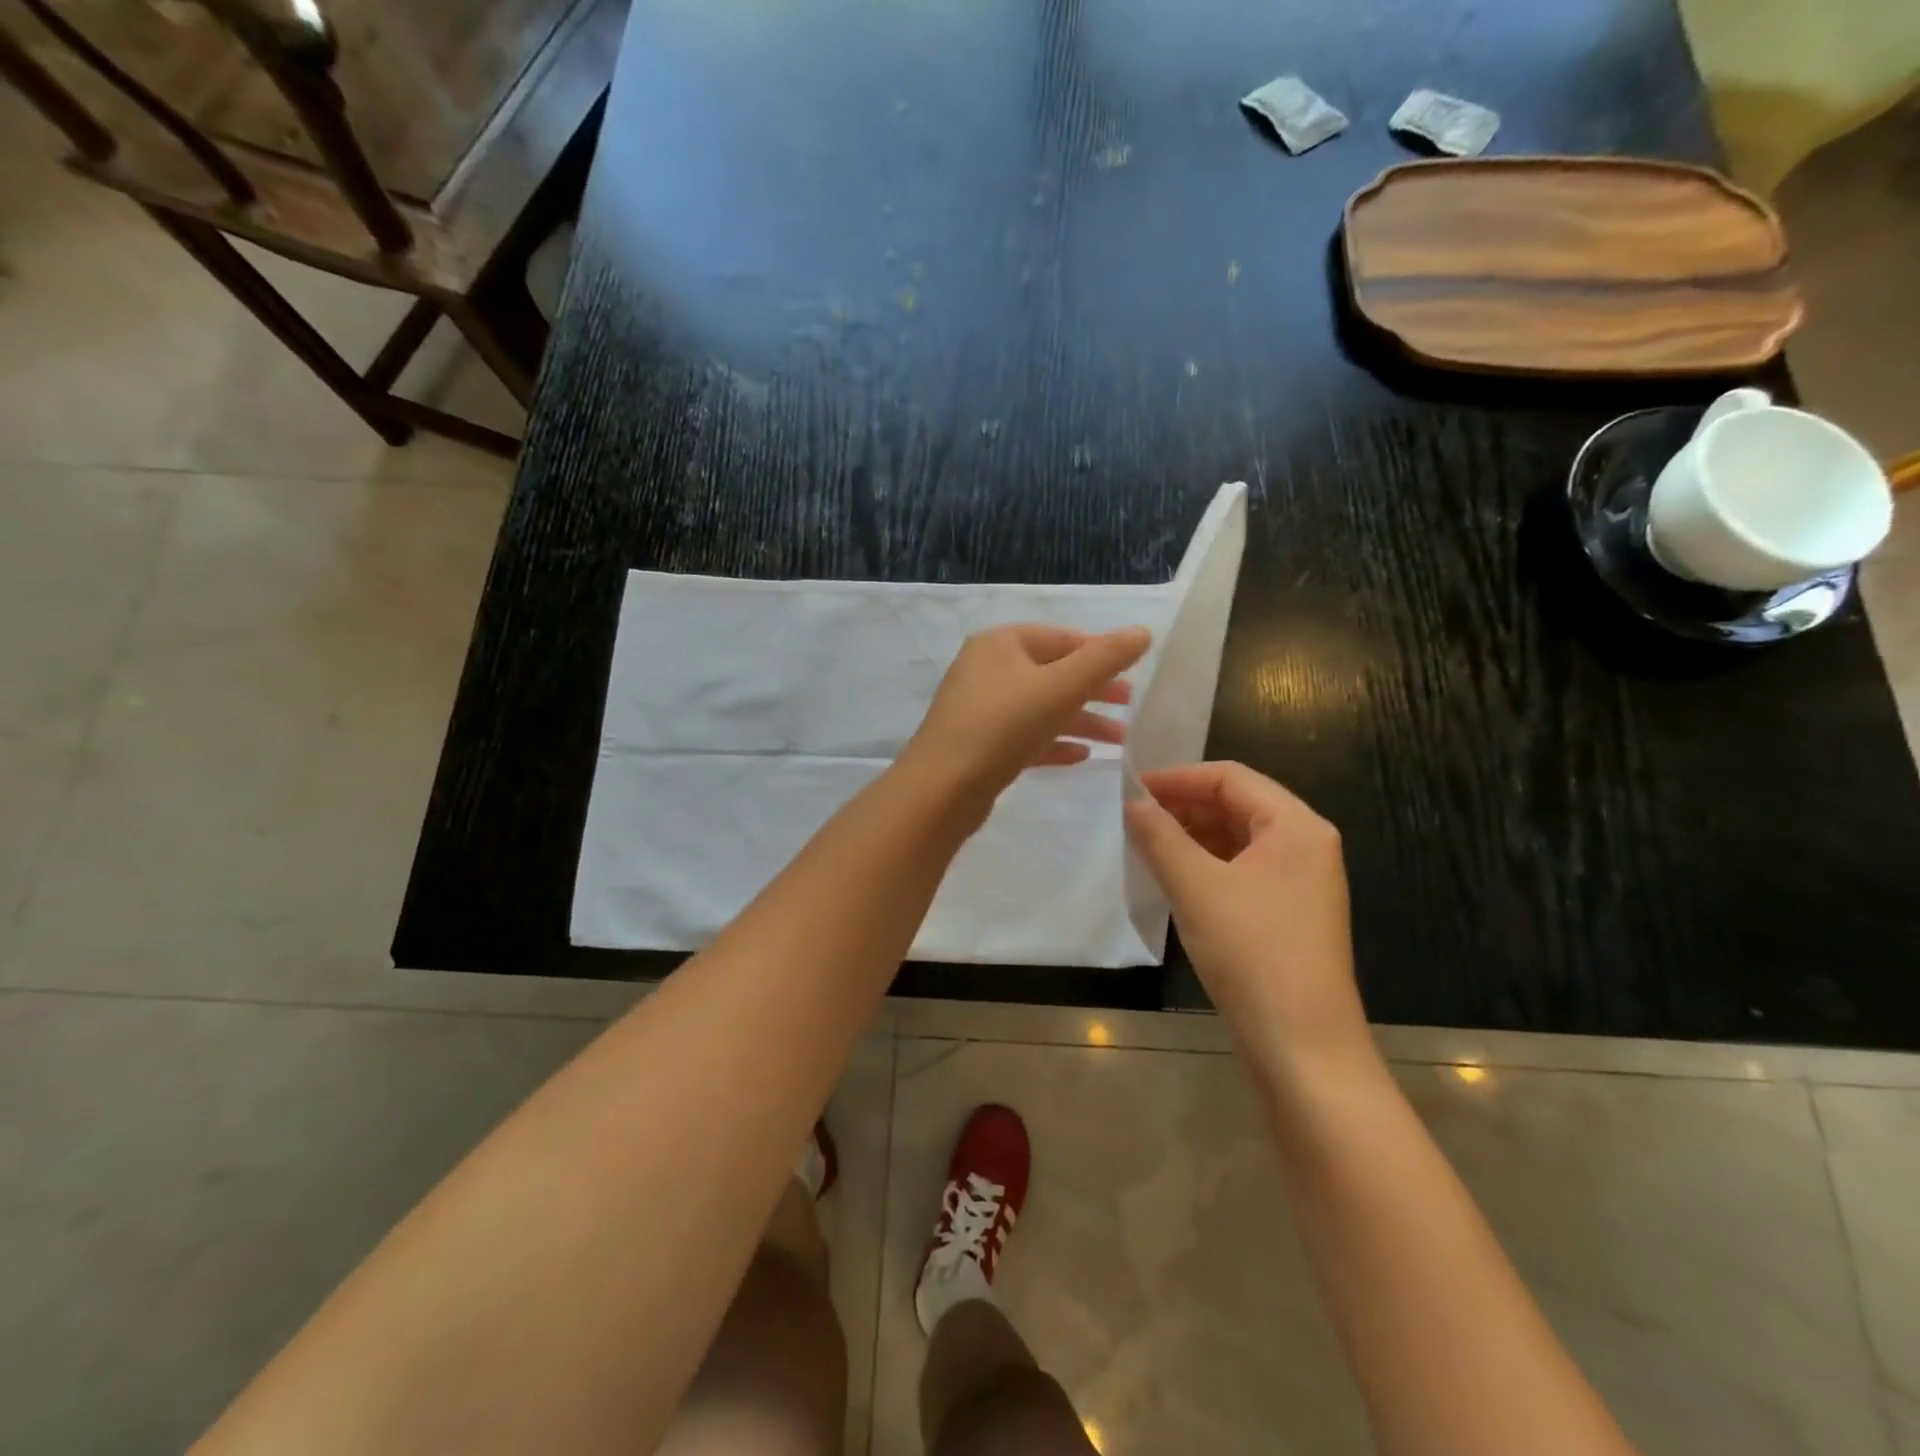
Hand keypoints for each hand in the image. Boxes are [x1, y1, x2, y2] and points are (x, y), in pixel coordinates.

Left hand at [902, 624, 1151, 808]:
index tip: (1134, 672)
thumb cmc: (1004, 725)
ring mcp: (980, 709)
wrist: (942, 788)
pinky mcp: (980, 746)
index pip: (1060, 638)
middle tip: (1131, 705)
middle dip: (1094, 690)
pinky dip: (1054, 743)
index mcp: (1001, 644)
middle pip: (1052, 673)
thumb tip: (1143, 632)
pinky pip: (1025, 737)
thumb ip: (1105, 659)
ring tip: (1120, 740)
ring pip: (1041, 708)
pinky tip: (1082, 756)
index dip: (1099, 651)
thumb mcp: (1062, 687)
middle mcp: (987, 670)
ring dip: (1081, 721)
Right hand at [1125, 762, 1372, 1074]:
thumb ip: (1160, 836)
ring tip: (1145, 845)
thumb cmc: (1252, 953)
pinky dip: (1206, 865)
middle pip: (1238, 804)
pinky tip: (1173, 878)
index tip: (1131, 790)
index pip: (1231, 777)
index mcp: (1297, 827)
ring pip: (1238, 839)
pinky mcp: (1288, 914)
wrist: (1302, 1048)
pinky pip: (1243, 870)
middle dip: (1184, 806)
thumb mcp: (1196, 887)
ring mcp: (1300, 883)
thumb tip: (1132, 803)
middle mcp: (1306, 846)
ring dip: (1192, 836)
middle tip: (1133, 818)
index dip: (1178, 778)